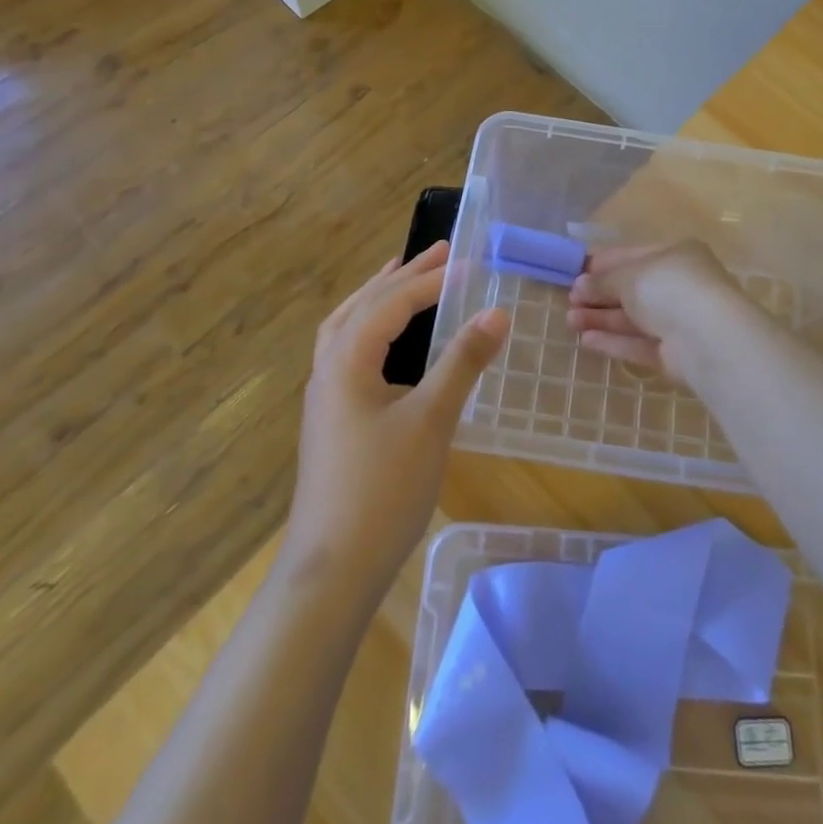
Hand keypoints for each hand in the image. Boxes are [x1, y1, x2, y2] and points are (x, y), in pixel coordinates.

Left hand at [282, 242, 509, 593]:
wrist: (331, 572)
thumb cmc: (383, 490)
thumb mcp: (432, 420)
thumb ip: (463, 362)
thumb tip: (497, 311)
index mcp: (348, 359)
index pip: (393, 302)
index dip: (433, 280)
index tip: (470, 263)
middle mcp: (329, 368)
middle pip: (365, 305)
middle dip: (403, 275)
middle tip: (441, 252)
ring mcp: (325, 396)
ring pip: (348, 326)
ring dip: (378, 296)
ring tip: (403, 275)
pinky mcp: (330, 420)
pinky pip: (347, 350)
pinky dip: (370, 327)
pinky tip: (388, 343)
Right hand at [565, 241, 751, 384]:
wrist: (707, 338)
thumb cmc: (669, 288)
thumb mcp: (629, 275)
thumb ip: (603, 280)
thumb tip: (580, 285)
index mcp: (675, 255)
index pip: (634, 255)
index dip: (603, 263)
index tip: (575, 270)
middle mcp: (679, 286)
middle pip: (632, 289)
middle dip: (600, 293)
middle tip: (569, 299)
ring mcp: (679, 322)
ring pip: (633, 318)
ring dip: (601, 318)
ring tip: (569, 321)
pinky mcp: (674, 355)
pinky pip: (639, 344)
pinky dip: (614, 341)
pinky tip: (586, 340)